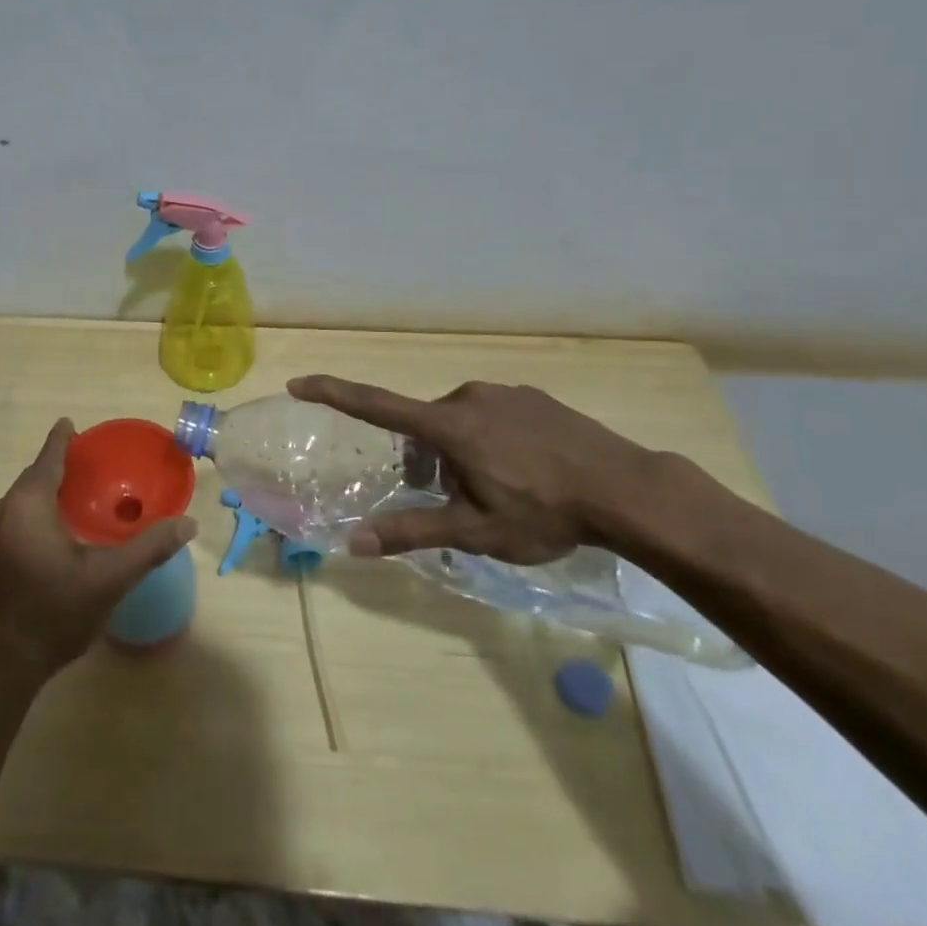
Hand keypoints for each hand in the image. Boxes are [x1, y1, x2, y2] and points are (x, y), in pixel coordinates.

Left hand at [0, 419, 198, 679]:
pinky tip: (56, 531)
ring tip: (76, 494)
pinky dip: (36, 513)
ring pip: (22, 500)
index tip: (71, 424)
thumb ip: (149, 548)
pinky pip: (15, 519)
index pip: (48, 458)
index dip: (62, 439)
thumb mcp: (109, 579)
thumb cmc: (54, 612)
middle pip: (33, 477)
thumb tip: (188, 523)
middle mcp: (2, 512)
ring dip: (46, 491)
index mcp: (27, 504)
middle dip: (57, 466)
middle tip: (88, 464)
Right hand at [288, 376, 659, 564]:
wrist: (628, 491)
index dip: (333, 393)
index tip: (298, 383)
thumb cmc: (544, 512)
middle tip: (460, 501)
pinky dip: (492, 440)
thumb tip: (354, 543)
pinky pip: (493, 415)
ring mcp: (503, 393)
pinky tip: (528, 471)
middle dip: (428, 461)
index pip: (375, 405)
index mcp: (447, 426)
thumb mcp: (475, 531)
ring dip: (462, 452)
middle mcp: (468, 398)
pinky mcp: (532, 396)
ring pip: (460, 422)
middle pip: (425, 428)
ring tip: (502, 490)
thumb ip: (412, 532)